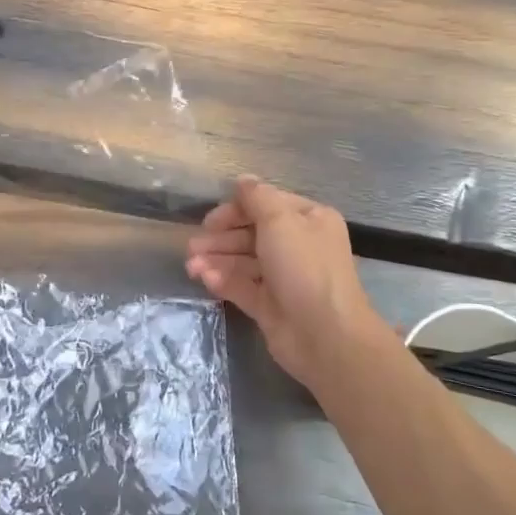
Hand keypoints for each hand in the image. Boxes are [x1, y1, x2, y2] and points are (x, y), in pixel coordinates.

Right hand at [186, 176, 386, 392]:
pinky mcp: (271, 305)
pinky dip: (224, 281)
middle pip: (252, 234)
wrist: (324, 335)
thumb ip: (256, 198)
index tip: (210, 219)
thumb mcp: (279, 221)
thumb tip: (243, 179)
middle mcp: (299, 246)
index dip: (237, 209)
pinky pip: (244, 286)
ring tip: (191, 266)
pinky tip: (205, 279)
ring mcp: (285, 278)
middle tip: (193, 246)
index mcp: (309, 220)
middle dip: (222, 238)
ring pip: (244, 261)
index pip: (267, 205)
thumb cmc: (304, 267)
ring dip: (217, 260)